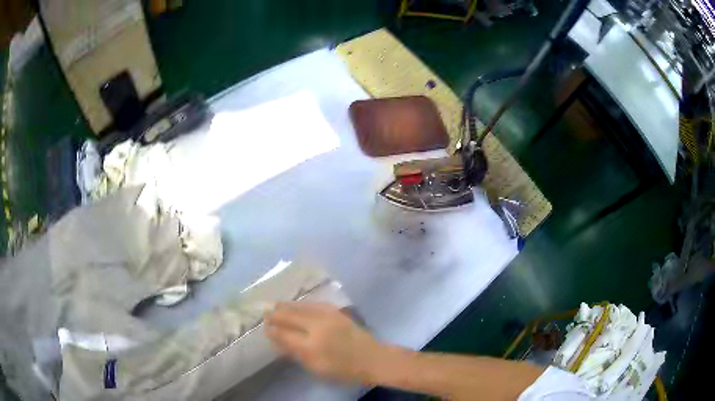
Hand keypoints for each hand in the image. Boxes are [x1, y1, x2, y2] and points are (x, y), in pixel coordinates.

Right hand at [264, 302, 381, 383]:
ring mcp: (328, 317)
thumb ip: (296, 354)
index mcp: (311, 346)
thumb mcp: (316, 368)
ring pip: (301, 307)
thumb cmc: (344, 370)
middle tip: (265, 313)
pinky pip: (314, 304)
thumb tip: (278, 342)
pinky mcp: (337, 312)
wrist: (372, 358)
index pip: (285, 335)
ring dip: (287, 306)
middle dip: (276, 315)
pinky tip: (297, 304)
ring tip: (276, 306)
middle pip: (291, 317)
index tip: (265, 328)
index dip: (273, 331)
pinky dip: (302, 304)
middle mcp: (317, 328)